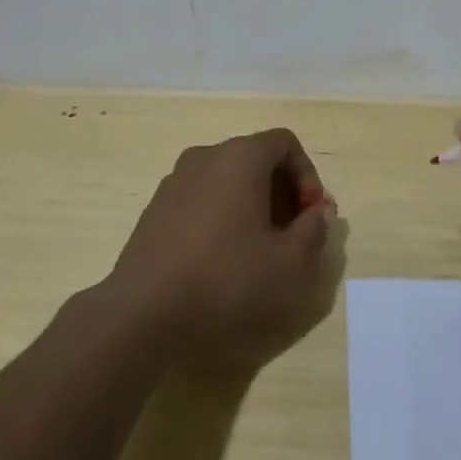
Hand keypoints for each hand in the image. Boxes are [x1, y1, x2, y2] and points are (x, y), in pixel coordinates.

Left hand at [109, 128, 341, 373]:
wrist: (142, 316)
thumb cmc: (227, 281)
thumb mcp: (291, 264)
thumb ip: (315, 230)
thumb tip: (318, 213)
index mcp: (239, 157)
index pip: (285, 143)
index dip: (308, 176)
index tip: (311, 216)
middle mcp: (205, 157)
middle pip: (256, 159)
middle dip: (282, 193)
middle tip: (292, 235)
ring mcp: (174, 183)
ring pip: (227, 180)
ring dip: (253, 206)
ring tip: (260, 252)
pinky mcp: (154, 211)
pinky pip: (202, 200)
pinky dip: (222, 218)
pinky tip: (223, 262)